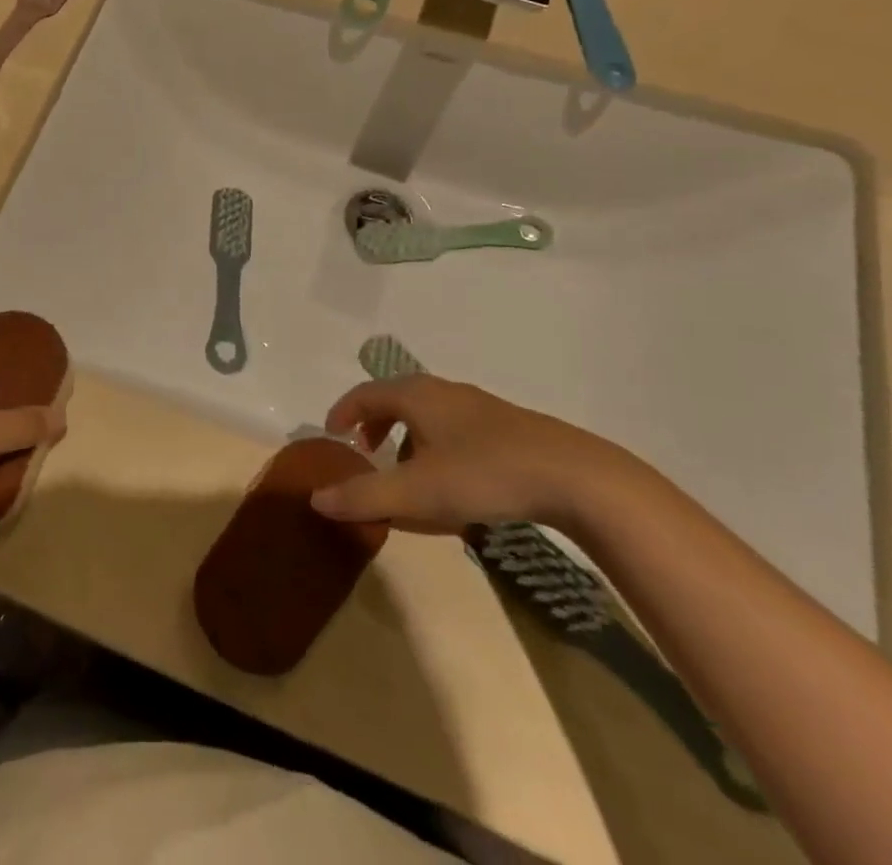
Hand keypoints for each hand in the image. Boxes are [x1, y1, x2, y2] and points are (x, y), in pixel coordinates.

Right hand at [309, 374, 620, 533]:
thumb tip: (316, 499)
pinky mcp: (508, 428)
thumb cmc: (483, 474)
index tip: (332, 434)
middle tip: (367, 454)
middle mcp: (443, 391)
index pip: (365, 393)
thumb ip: (364, 496)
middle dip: (376, 425)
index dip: (343, 412)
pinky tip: (455, 485)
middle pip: (396, 399)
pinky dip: (439, 448)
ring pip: (429, 415)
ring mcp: (479, 407)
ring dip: (409, 439)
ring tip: (410, 475)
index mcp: (415, 395)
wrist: (575, 477)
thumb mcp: (416, 492)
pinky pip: (456, 430)